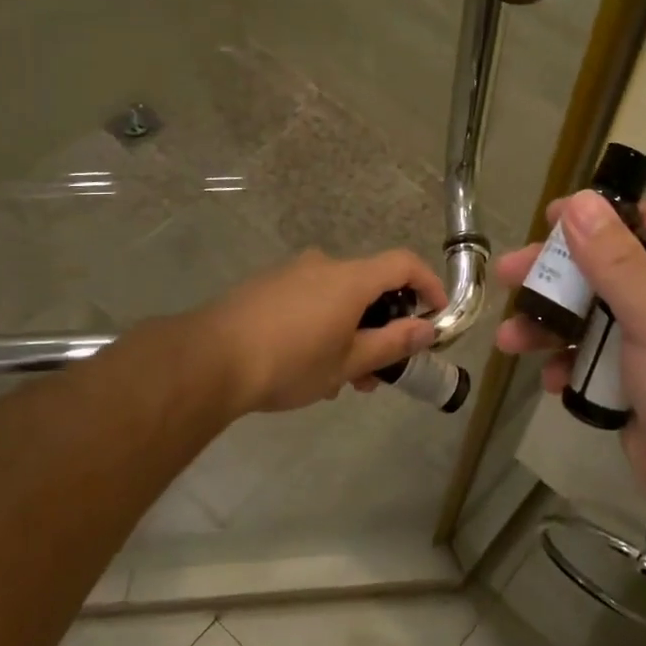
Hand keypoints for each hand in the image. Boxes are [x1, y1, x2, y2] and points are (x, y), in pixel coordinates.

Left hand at [202, 248, 446, 413]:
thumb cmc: (290, 362)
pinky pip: (309, 301)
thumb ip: (393, 343)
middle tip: (379, 371)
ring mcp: (290, 274)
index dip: (429, 285)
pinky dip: (322, 326)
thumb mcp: (349, 362)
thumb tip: (427, 329)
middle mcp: (322, 265)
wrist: (208, 360)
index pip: (404, 264)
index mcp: (350, 278)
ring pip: (337, 299)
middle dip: (383, 327)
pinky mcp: (265, 287)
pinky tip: (307, 368)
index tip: (437, 315)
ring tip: (340, 381)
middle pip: (369, 286)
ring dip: (350, 333)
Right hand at [494, 193, 645, 543]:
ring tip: (509, 340)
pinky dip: (569, 368)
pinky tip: (550, 382)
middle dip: (554, 277)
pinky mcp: (638, 391)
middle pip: (604, 274)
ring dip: (550, 327)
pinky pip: (594, 366)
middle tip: (507, 276)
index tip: (546, 220)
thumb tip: (579, 200)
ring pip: (591, 322)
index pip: (640, 226)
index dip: (594, 217)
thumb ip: (616, 259)